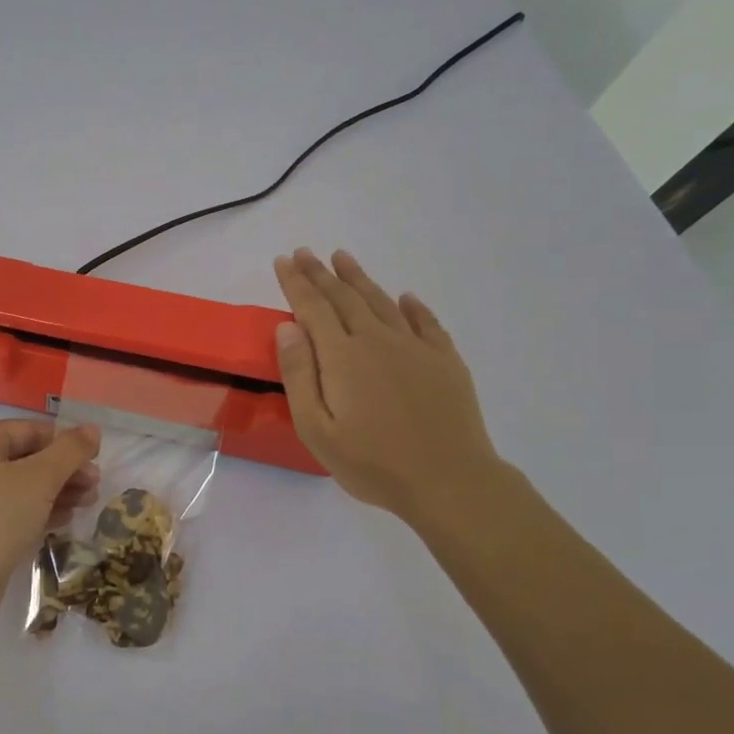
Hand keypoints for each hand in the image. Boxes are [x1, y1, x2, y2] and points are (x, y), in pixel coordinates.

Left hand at [0, 419, 101, 624]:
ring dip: (55, 491)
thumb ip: (70, 450)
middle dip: (63, 471)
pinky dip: (36, 510)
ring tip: (87, 504)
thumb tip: (92, 429)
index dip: (65, 442)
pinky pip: (8, 510)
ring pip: (18, 486)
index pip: (29, 430)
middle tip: (95, 486)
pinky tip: (63, 520)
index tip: (95, 460)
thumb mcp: (41, 479)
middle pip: (24, 458)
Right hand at [273, 248, 502, 524]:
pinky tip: (405, 298)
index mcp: (342, 356)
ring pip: (382, 302)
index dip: (296, 283)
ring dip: (360, 279)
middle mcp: (377, 340)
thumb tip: (288, 328)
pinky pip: (426, 322)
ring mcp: (415, 348)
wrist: (449, 481)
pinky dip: (412, 306)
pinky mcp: (445, 361)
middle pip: (344, 298)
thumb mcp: (317, 429)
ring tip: (343, 258)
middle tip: (306, 252)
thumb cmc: (373, 463)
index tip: (283, 260)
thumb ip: (299, 375)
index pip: (312, 308)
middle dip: (321, 273)